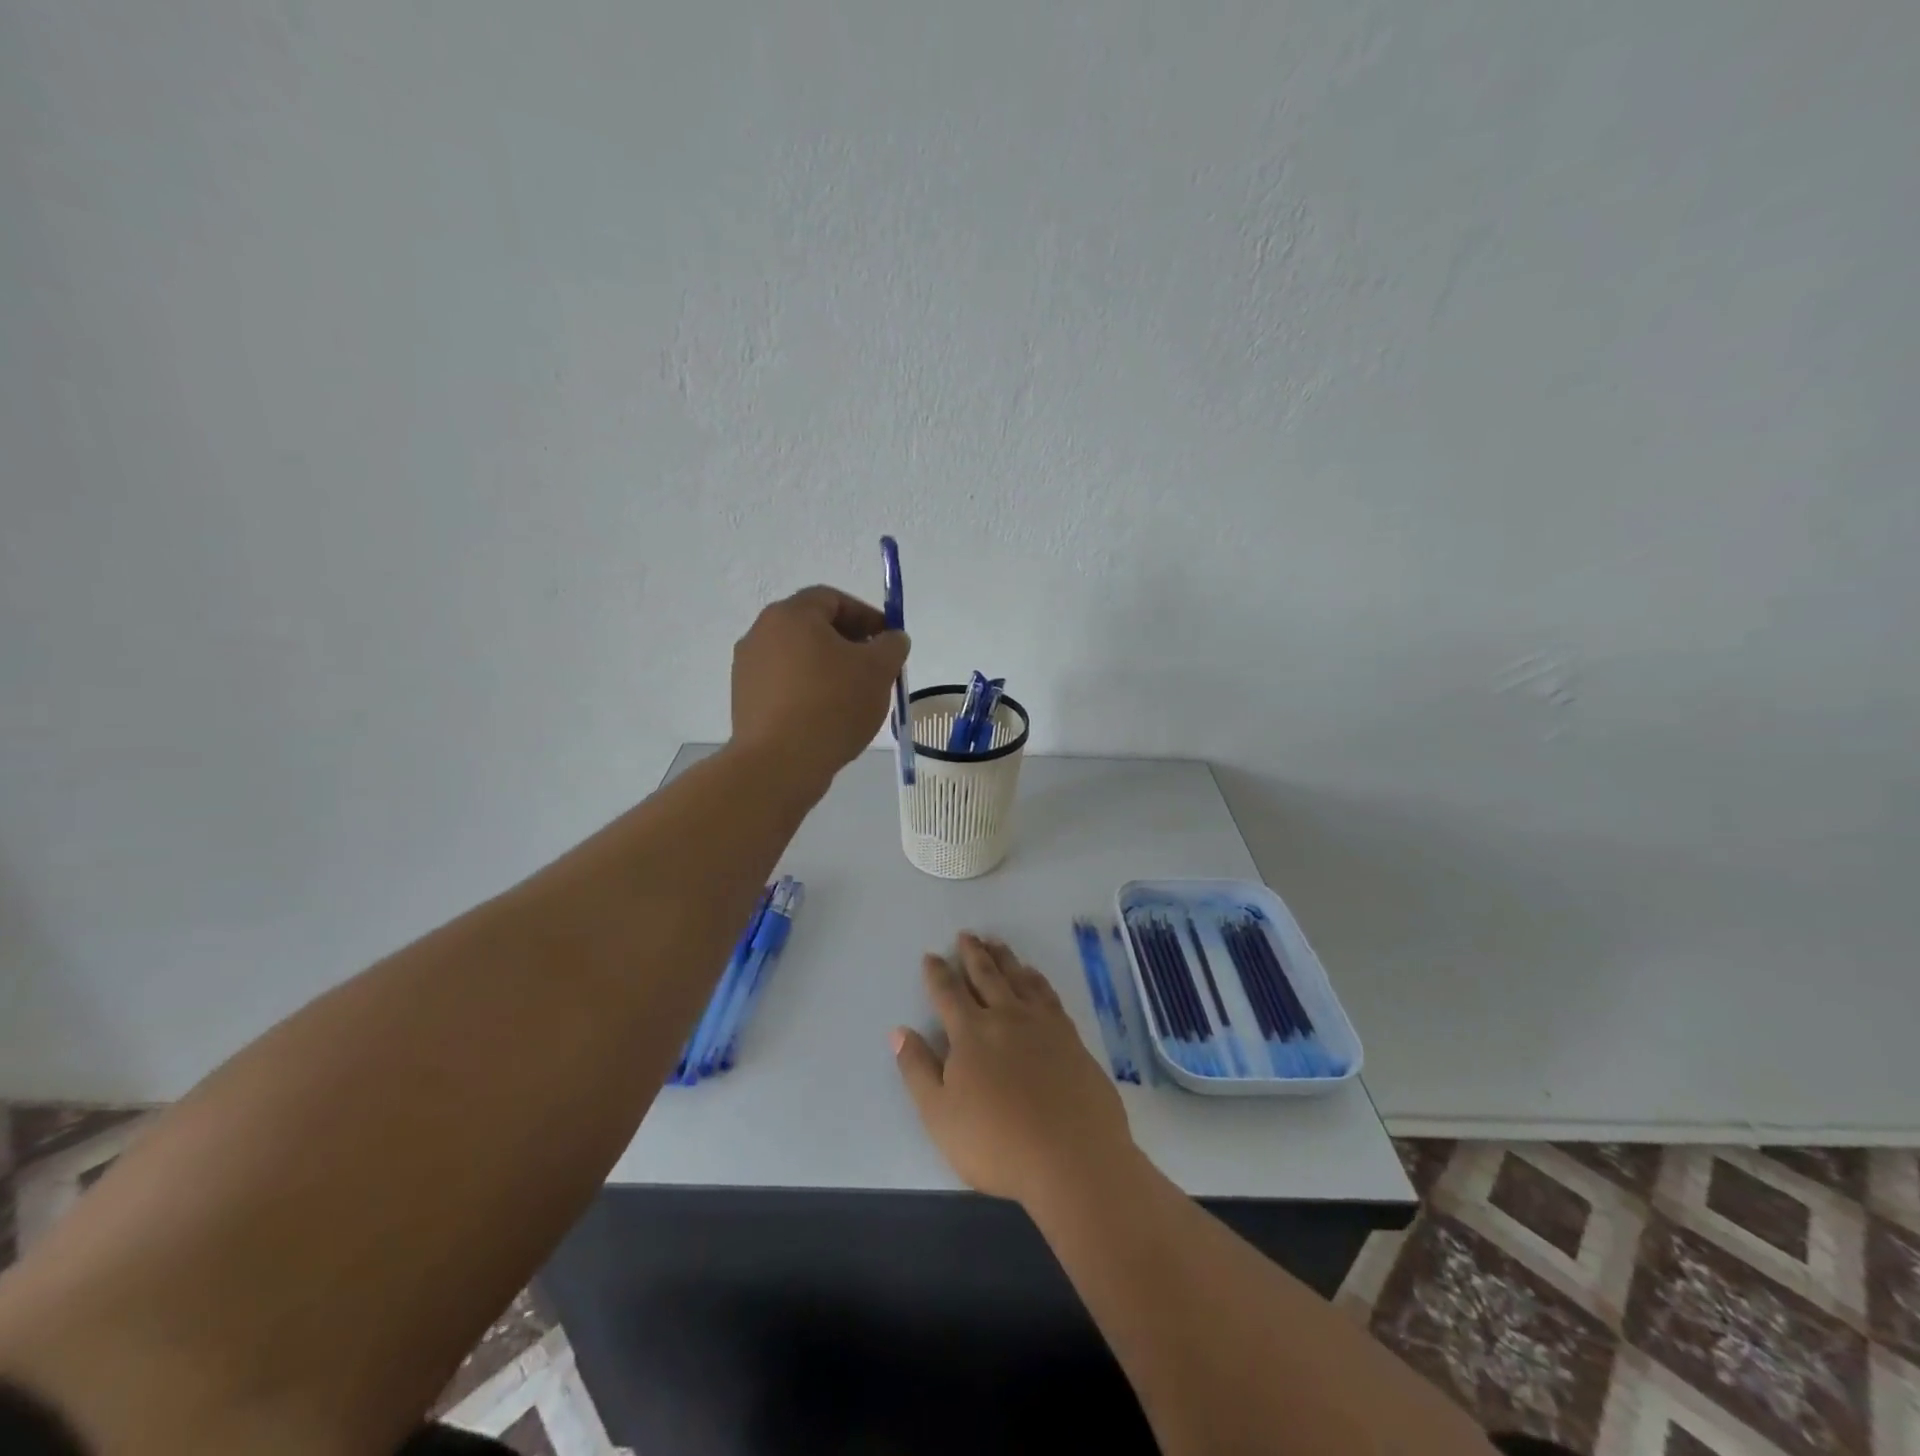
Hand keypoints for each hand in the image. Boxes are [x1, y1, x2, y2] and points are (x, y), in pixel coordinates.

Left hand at [730, 585, 910, 788]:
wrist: (779, 763)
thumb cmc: (832, 705)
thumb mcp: (878, 670)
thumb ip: (892, 645)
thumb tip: (891, 639)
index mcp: (791, 614)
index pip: (833, 599)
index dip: (866, 616)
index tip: (889, 641)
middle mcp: (761, 633)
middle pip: (813, 627)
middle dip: (849, 643)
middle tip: (875, 668)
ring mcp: (748, 668)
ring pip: (798, 657)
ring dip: (828, 668)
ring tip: (854, 696)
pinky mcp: (744, 700)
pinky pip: (785, 685)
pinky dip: (808, 690)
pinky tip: (827, 716)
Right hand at [893, 934, 1135, 1206]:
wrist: (1073, 1157)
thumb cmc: (997, 1144)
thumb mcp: (940, 1115)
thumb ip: (918, 1069)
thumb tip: (898, 1031)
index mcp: (971, 1033)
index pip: (948, 994)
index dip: (937, 974)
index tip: (931, 955)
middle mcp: (1006, 1017)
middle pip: (986, 976)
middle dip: (973, 954)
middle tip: (967, 934)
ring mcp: (1042, 1023)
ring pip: (1019, 978)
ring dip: (1004, 958)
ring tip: (996, 943)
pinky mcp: (1071, 1036)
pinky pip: (1048, 994)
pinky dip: (1036, 978)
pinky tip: (1034, 976)